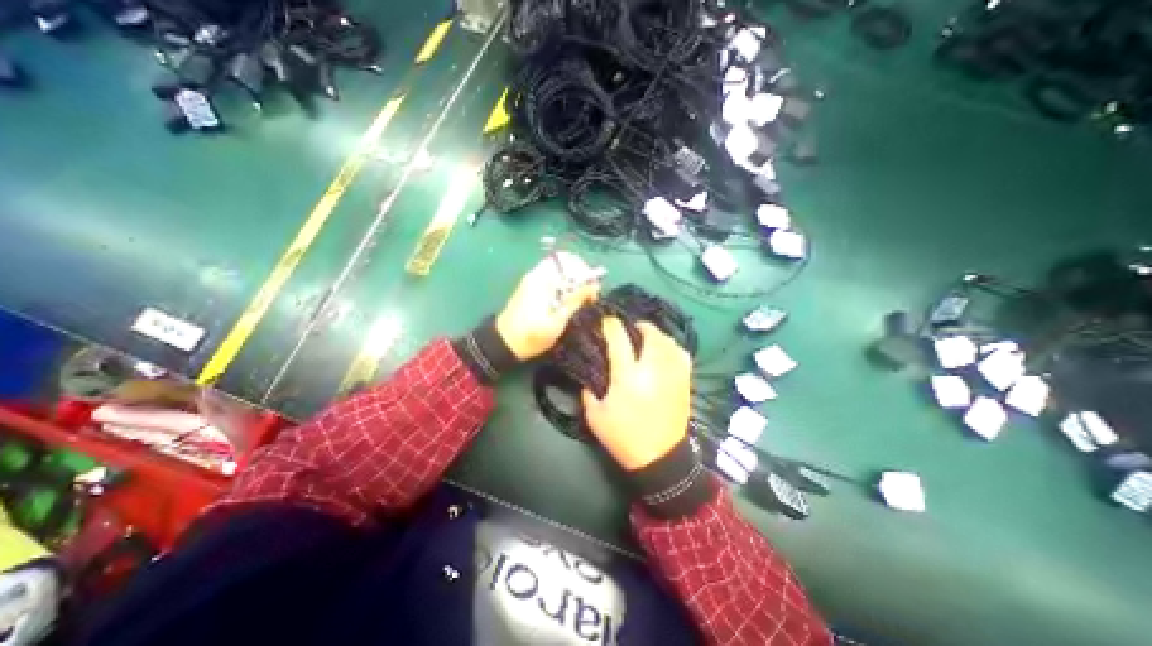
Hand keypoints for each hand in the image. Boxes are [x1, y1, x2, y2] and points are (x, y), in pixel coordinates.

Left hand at [494, 252, 603, 360]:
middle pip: (566, 264)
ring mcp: (533, 280)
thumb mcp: (557, 321)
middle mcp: (537, 274)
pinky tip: (569, 302)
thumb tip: (593, 285)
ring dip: (574, 282)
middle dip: (581, 276)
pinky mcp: (532, 288)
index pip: (569, 261)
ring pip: (560, 271)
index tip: (593, 291)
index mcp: (542, 279)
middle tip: (589, 296)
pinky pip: (553, 279)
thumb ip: (575, 300)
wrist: (504, 344)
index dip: (585, 273)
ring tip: (581, 300)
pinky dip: (565, 286)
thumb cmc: (531, 336)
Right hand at [581, 318, 685, 468]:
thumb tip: (589, 377)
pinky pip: (682, 354)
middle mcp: (653, 369)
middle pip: (651, 334)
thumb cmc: (624, 438)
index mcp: (628, 377)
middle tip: (630, 327)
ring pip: (669, 341)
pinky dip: (672, 347)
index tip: (606, 320)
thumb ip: (588, 392)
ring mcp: (672, 375)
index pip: (619, 340)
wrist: (660, 459)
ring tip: (647, 338)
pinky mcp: (684, 382)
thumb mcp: (595, 417)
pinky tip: (665, 351)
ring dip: (656, 334)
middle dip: (639, 325)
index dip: (612, 325)